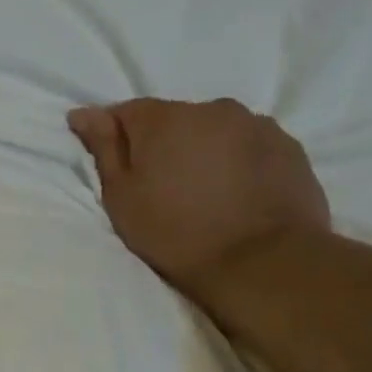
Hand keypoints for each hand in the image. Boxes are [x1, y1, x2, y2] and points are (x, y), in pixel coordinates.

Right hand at [68, 98, 329, 287]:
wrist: (263, 263)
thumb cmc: (177, 233)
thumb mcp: (122, 198)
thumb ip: (104, 149)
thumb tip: (83, 113)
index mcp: (163, 119)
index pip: (126, 112)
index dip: (116, 136)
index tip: (116, 165)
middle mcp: (210, 109)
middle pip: (174, 119)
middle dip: (164, 144)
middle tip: (162, 185)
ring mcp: (255, 125)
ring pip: (215, 131)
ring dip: (203, 150)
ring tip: (204, 191)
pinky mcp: (288, 146)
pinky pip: (249, 146)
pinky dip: (238, 161)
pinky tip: (237, 194)